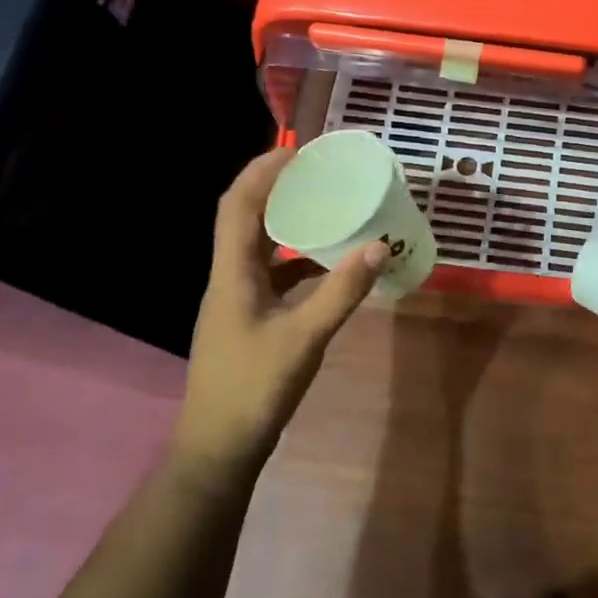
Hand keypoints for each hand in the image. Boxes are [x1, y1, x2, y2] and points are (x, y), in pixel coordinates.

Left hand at [174, 148, 386, 465]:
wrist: (218, 448)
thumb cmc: (254, 388)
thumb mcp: (304, 337)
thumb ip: (342, 292)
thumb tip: (378, 246)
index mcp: (232, 273)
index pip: (239, 204)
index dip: (263, 170)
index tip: (298, 149)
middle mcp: (229, 277)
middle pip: (248, 217)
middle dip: (279, 188)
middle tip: (321, 172)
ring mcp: (237, 299)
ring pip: (260, 246)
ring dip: (289, 222)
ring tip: (329, 208)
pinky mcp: (249, 318)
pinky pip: (273, 273)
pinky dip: (298, 259)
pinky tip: (329, 265)